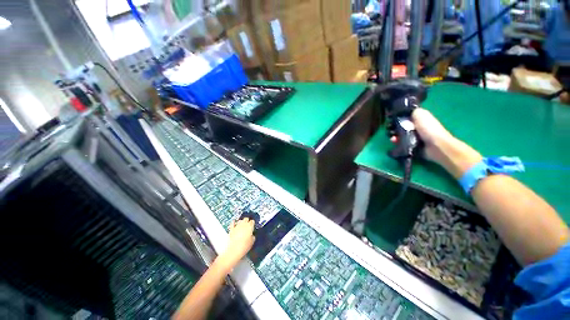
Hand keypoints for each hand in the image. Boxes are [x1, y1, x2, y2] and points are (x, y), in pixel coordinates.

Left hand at [217, 218, 254, 270]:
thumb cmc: (244, 246)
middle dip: (247, 221)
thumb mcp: (252, 242)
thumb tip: (252, 235)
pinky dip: (233, 222)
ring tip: (242, 224)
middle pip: (246, 219)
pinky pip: (232, 223)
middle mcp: (243, 224)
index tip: (252, 226)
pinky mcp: (231, 229)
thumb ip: (252, 236)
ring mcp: (237, 226)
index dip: (252, 223)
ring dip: (241, 222)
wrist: (234, 251)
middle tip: (248, 224)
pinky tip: (234, 222)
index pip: (252, 221)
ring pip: (240, 220)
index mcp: (250, 226)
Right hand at [392, 108, 481, 177]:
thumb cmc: (428, 128)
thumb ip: (412, 112)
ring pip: (400, 136)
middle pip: (401, 127)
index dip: (398, 118)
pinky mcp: (412, 146)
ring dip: (395, 136)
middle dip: (394, 129)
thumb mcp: (420, 114)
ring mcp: (414, 137)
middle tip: (391, 130)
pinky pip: (401, 144)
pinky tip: (395, 142)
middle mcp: (417, 128)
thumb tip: (403, 113)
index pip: (406, 118)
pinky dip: (397, 143)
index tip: (391, 120)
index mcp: (420, 119)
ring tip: (393, 138)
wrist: (435, 145)